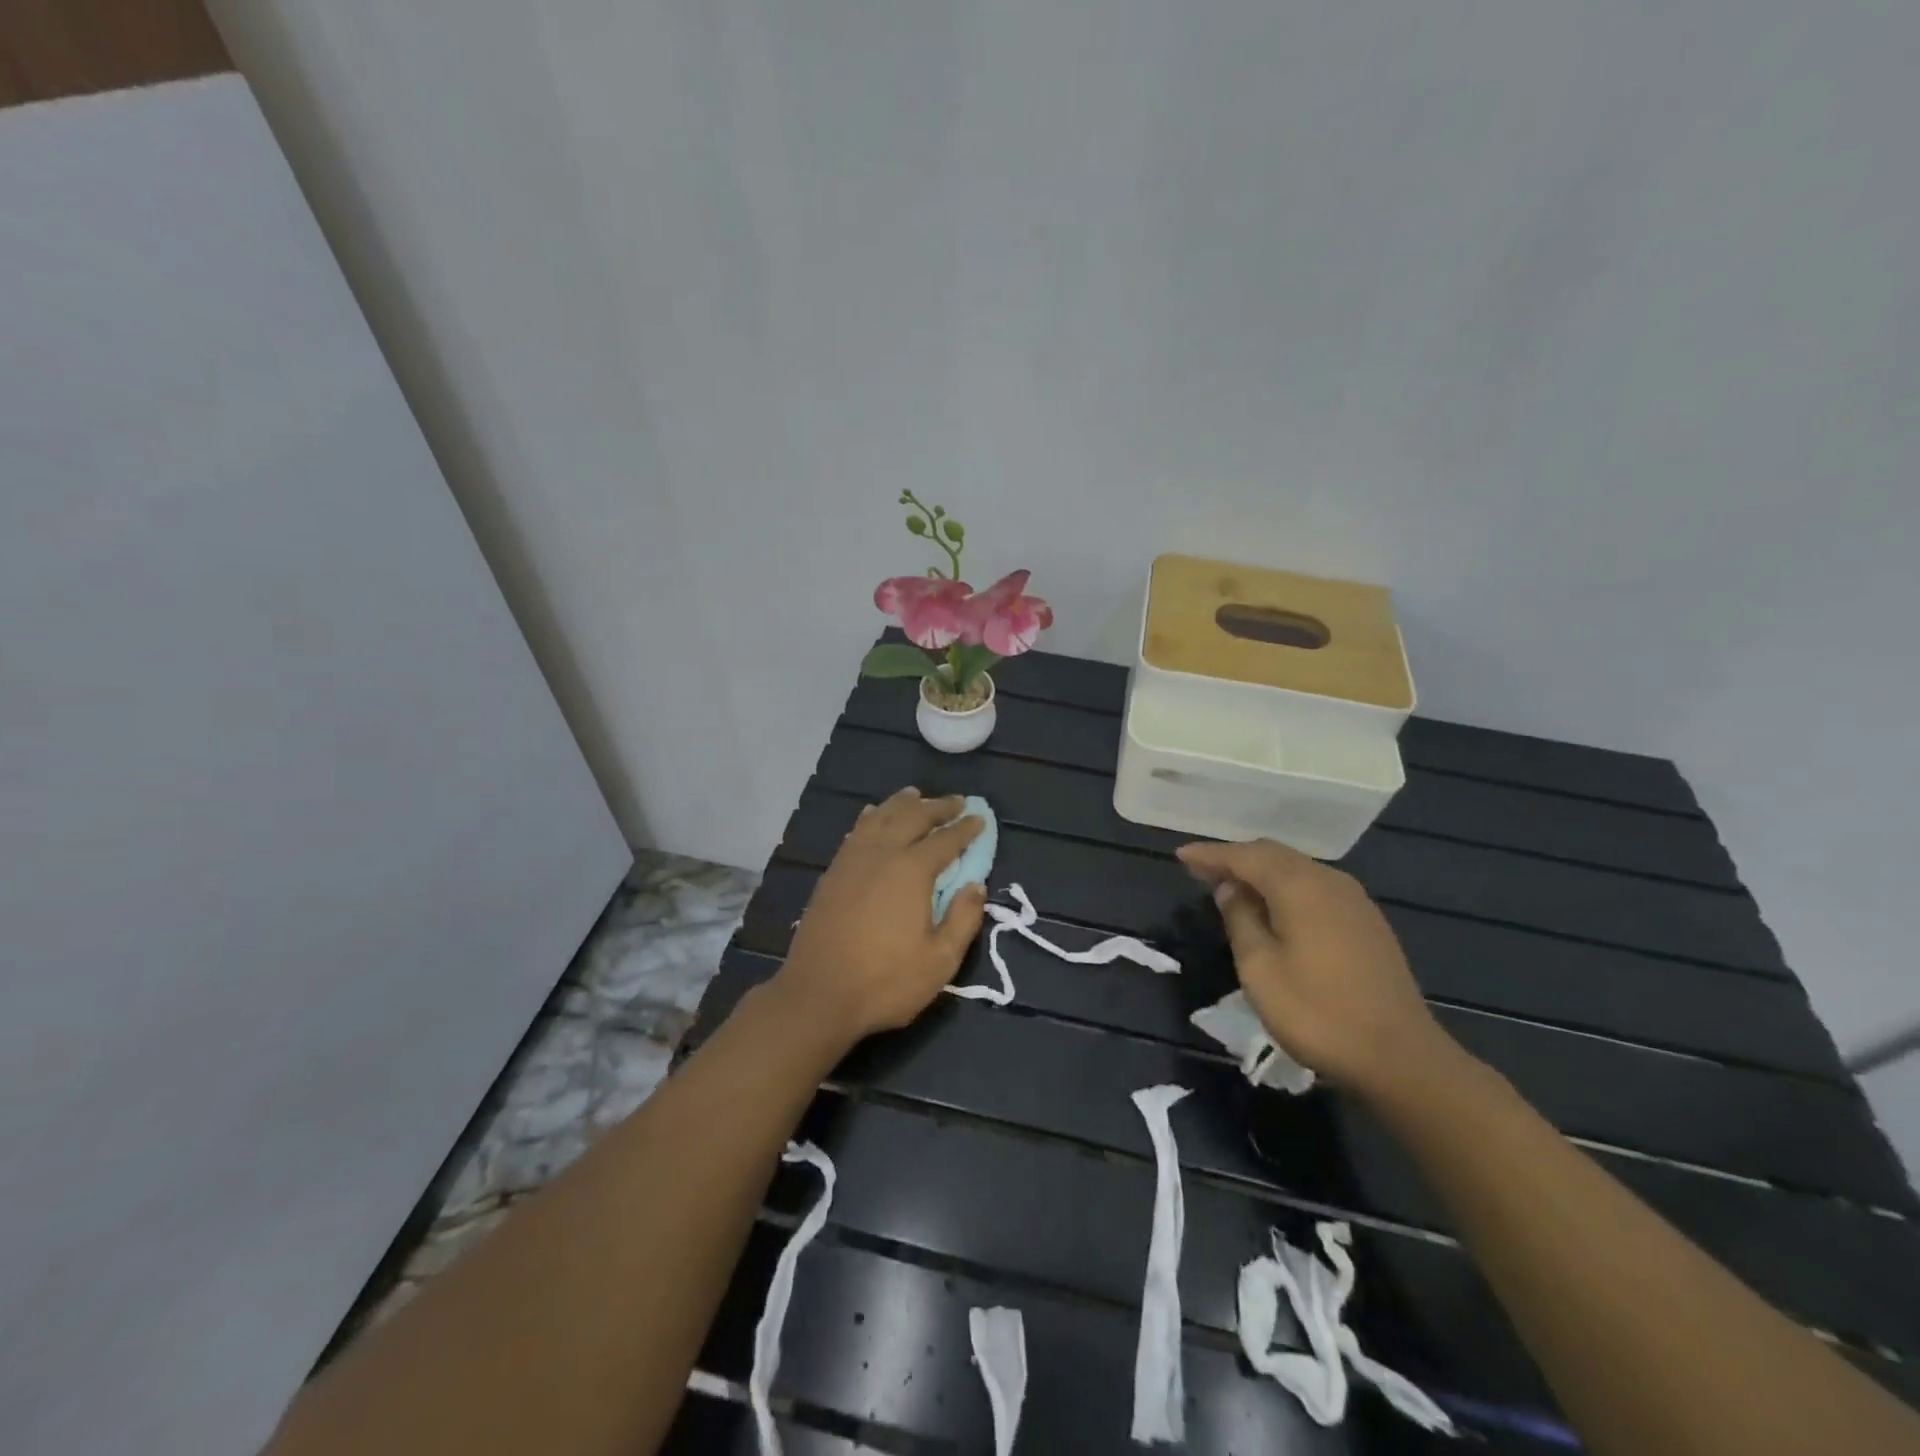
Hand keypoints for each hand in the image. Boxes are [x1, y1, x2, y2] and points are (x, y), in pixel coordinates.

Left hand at [774, 788, 987, 1046]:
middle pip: (912, 817)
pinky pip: (856, 832)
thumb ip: (963, 919)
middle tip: (957, 801)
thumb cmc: (885, 982)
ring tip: (915, 795)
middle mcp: (882, 854)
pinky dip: (871, 817)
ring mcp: (852, 861)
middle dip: (938, 807)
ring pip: (880, 817)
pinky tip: (874, 816)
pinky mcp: (832, 873)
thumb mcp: (939, 961)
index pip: (945, 840)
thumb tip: (975, 885)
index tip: (980, 817)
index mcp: (911, 871)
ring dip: (902, 804)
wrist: (817, 995)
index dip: (965, 828)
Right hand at [1176, 839, 1456, 1096]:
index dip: (1211, 855)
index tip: (1180, 855)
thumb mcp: (1260, 968)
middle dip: (1235, 858)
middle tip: (1201, 870)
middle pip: (1273, 855)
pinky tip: (1274, 908)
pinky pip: (1315, 887)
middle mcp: (1329, 881)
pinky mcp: (1367, 923)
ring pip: (1296, 869)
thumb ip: (1240, 919)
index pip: (1245, 856)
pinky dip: (1285, 887)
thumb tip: (1231, 888)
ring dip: (1261, 872)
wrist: (1401, 1058)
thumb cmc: (1318, 1013)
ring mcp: (1354, 901)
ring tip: (1231, 886)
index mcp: (1299, 887)